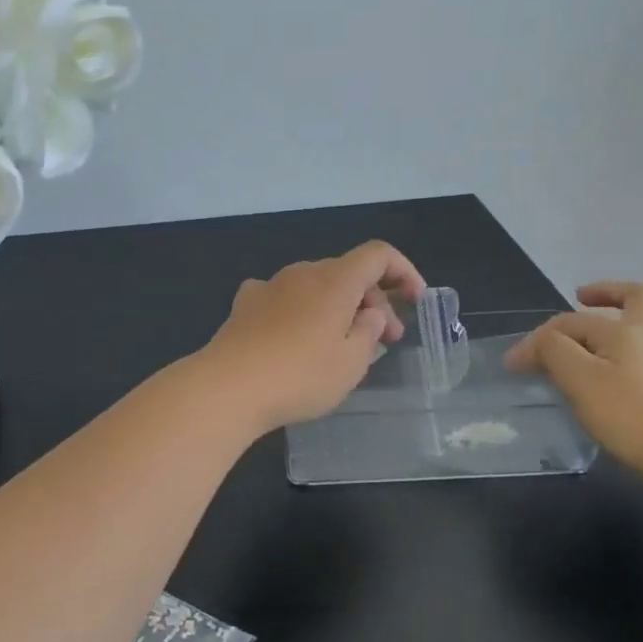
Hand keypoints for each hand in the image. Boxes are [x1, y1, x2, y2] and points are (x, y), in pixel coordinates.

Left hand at [200, 241, 425, 431]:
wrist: (228, 387)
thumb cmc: (300, 376)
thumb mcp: (351, 362)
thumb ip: (370, 332)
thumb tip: (371, 314)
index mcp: (335, 280)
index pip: (378, 254)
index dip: (403, 271)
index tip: (415, 301)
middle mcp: (302, 272)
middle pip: (347, 272)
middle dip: (373, 300)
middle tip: (385, 340)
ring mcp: (269, 286)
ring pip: (315, 285)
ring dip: (337, 307)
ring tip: (342, 344)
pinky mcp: (244, 305)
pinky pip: (284, 297)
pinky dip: (301, 311)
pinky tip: (295, 336)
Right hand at [505, 281, 642, 472]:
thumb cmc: (628, 416)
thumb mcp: (577, 380)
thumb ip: (552, 353)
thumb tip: (534, 346)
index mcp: (624, 332)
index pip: (571, 324)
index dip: (538, 339)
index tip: (513, 365)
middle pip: (640, 297)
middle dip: (610, 293)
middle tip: (585, 300)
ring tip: (642, 329)